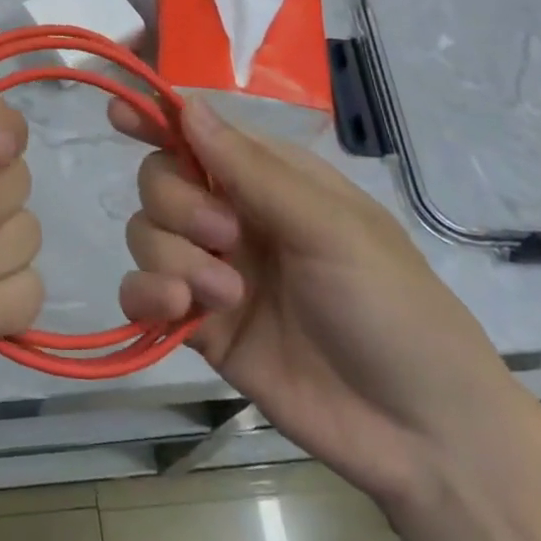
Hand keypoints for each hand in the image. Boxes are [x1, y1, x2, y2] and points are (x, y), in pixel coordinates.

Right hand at [114, 96, 524, 508]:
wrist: (421, 434)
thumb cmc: (392, 307)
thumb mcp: (331, 228)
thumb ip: (252, 171)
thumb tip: (187, 106)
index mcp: (269, 180)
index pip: (198, 133)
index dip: (156, 118)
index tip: (119, 113)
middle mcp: (232, 216)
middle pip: (159, 180)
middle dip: (177, 204)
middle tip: (224, 238)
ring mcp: (212, 271)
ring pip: (145, 233)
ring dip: (171, 257)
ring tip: (226, 296)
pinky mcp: (199, 325)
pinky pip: (141, 292)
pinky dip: (146, 294)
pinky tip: (177, 310)